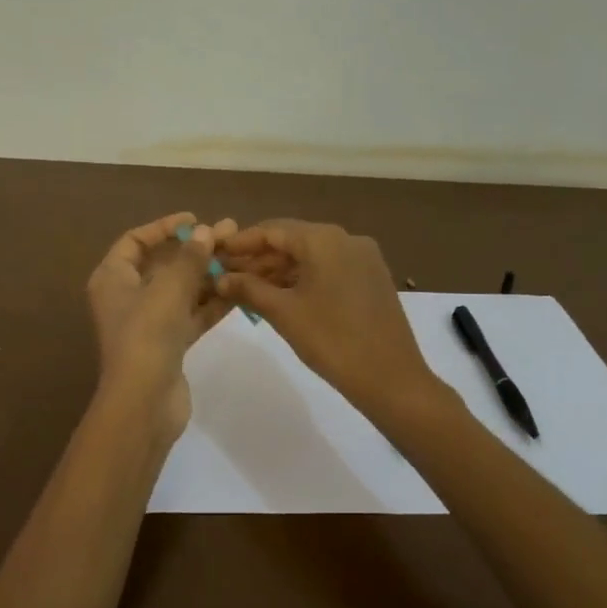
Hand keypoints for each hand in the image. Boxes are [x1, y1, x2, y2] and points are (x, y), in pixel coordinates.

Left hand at [86, 212, 237, 439]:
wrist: (144, 402)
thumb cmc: (147, 336)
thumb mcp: (168, 289)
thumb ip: (189, 258)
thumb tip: (205, 232)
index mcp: (113, 278)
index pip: (135, 241)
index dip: (164, 227)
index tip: (195, 220)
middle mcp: (127, 297)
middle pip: (163, 264)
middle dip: (195, 250)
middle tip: (229, 234)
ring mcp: (149, 322)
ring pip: (181, 290)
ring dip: (208, 275)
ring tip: (240, 258)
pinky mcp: (169, 344)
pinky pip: (191, 314)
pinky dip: (211, 302)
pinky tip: (239, 290)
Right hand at [215, 219, 439, 420]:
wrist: (390, 378)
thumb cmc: (332, 340)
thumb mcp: (283, 313)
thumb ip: (248, 289)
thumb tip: (220, 278)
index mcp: (325, 239)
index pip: (273, 230)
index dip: (242, 242)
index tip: (216, 254)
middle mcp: (347, 239)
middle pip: (293, 241)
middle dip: (259, 258)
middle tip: (227, 276)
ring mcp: (364, 259)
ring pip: (312, 257)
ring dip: (280, 271)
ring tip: (248, 290)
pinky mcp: (372, 279)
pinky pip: (329, 270)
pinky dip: (304, 279)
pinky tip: (281, 297)